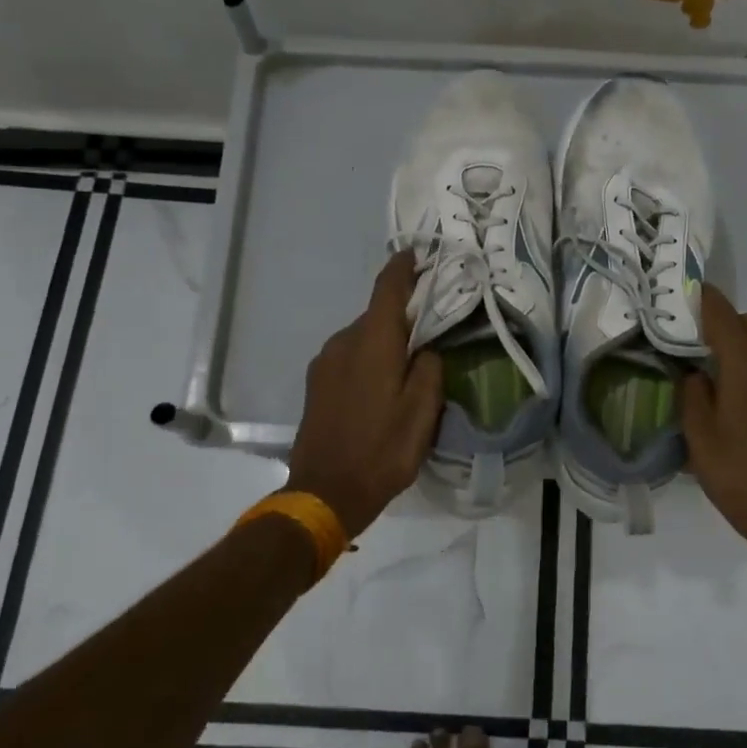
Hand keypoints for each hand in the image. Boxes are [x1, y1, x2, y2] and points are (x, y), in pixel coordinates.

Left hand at [286, 251, 443, 536]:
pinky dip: (369, 358)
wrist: (324, 494)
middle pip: (377, 314)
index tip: (417, 254)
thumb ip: (430, 368)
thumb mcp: (422, 412)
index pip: (388, 288)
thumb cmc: (381, 451)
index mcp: (372, 342)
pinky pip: (349, 356)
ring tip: (409, 364)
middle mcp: (343, 342)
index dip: (403, 267)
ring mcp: (324, 363)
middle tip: (432, 326)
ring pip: (363, 337)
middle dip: (403, 314)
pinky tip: (382, 386)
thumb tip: (425, 349)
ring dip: (385, 341)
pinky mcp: (315, 383)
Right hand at [682, 285, 746, 560]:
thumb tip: (693, 373)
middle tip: (691, 338)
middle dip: (722, 319)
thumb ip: (691, 394)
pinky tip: (726, 394)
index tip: (681, 291)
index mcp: (746, 369)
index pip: (724, 316)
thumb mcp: (699, 435)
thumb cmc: (738, 475)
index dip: (703, 299)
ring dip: (737, 343)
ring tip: (704, 366)